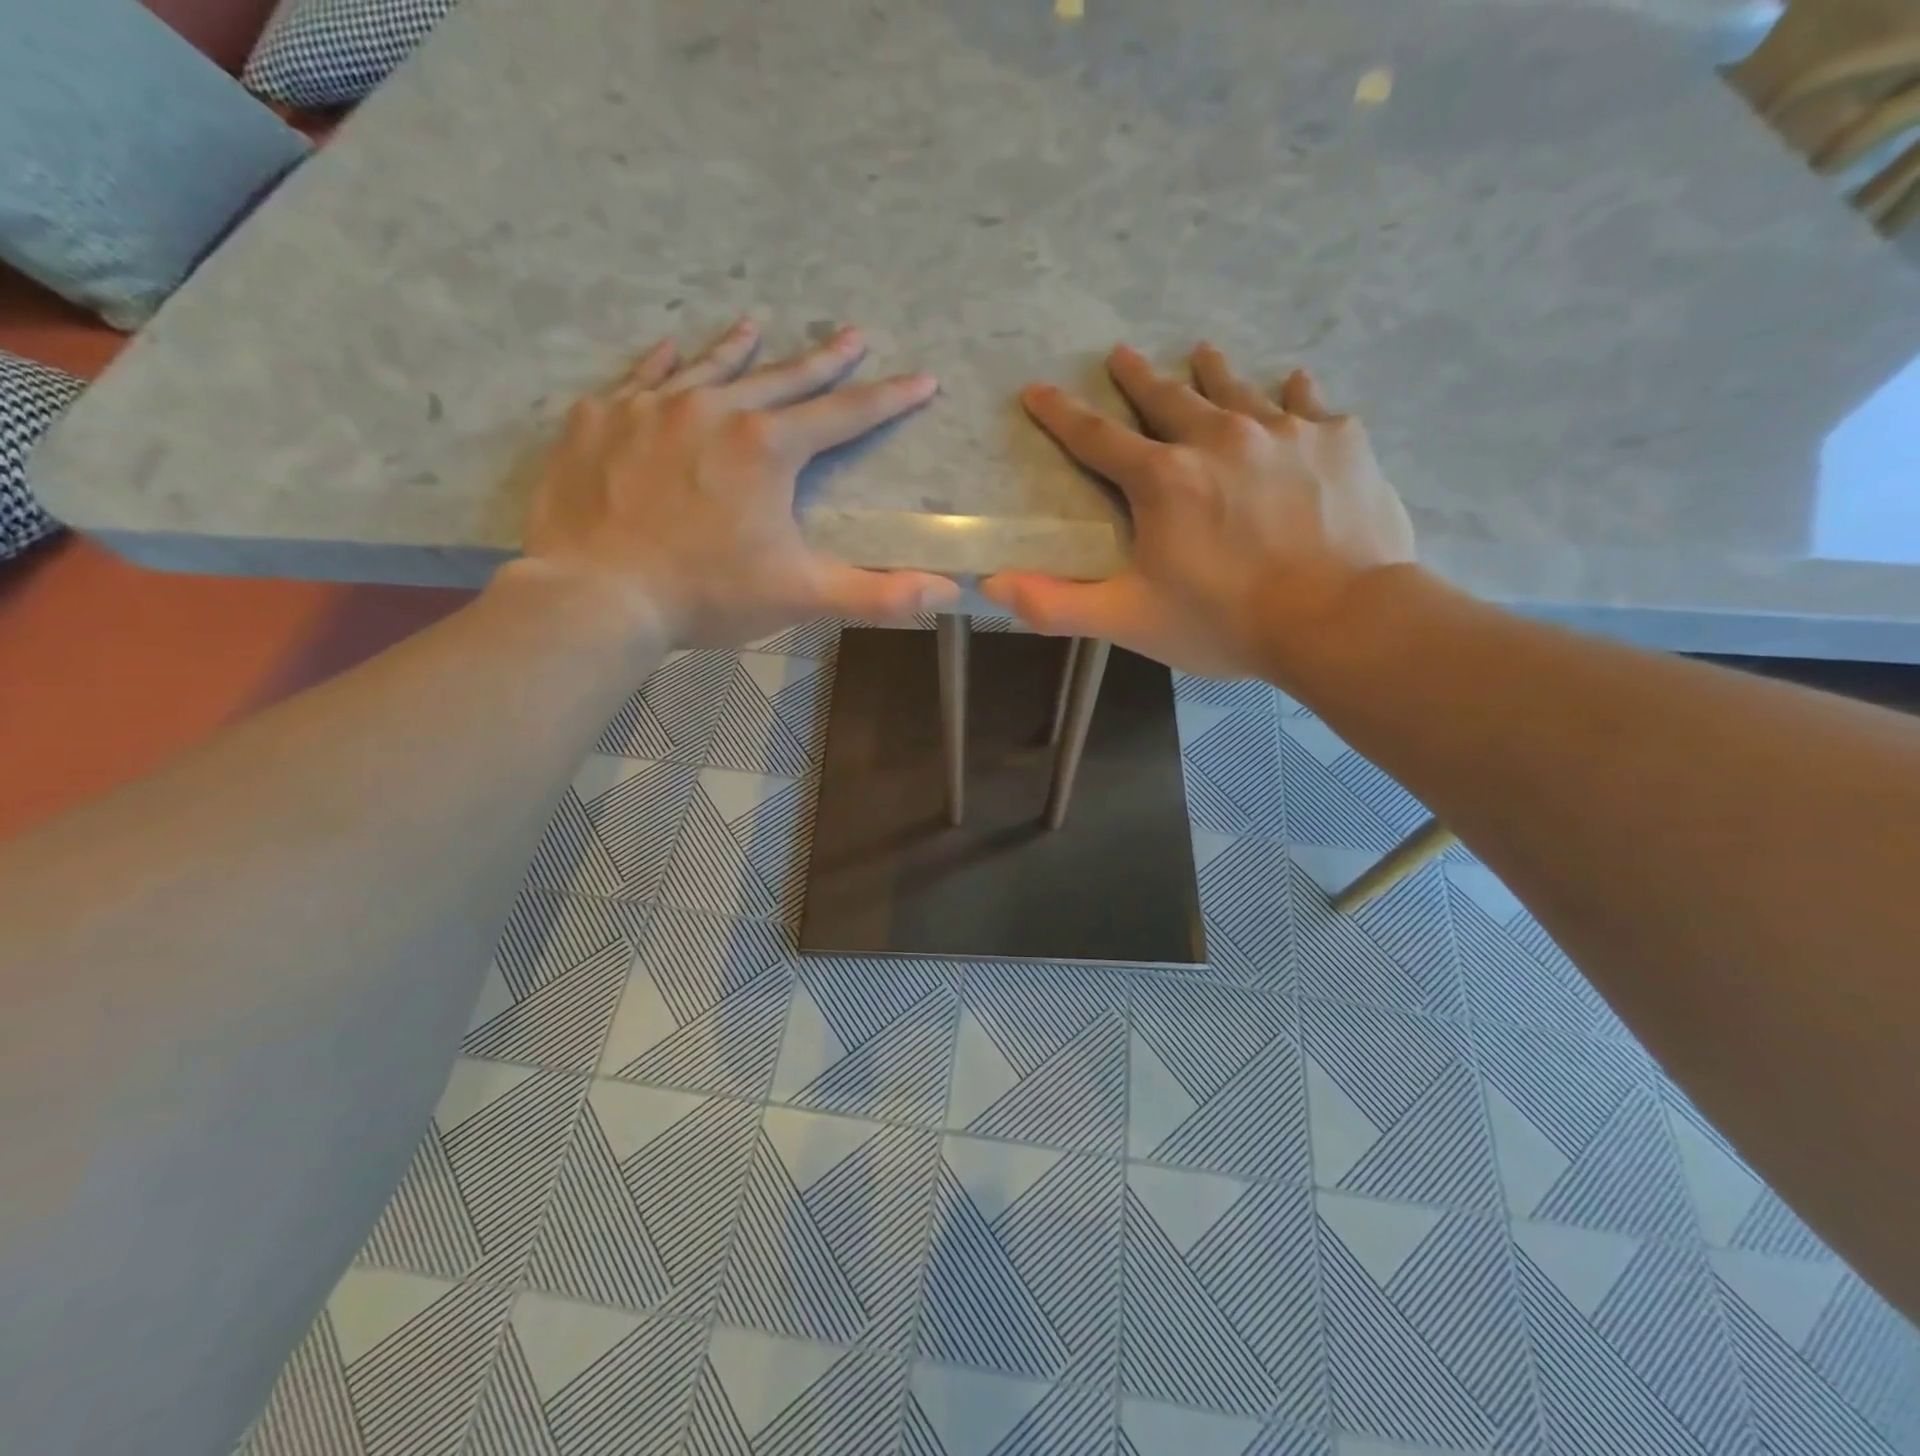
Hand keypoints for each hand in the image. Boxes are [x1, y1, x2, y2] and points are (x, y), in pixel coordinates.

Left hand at [511, 319, 958, 649]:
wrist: (597, 595)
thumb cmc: (707, 593)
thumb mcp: (802, 595)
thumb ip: (878, 594)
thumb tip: (949, 592)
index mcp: (767, 447)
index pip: (844, 415)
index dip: (888, 399)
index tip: (921, 380)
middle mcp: (713, 410)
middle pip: (782, 377)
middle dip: (824, 359)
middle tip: (852, 334)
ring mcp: (650, 407)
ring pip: (708, 367)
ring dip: (739, 349)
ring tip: (758, 325)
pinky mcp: (600, 419)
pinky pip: (638, 377)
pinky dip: (662, 363)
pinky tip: (671, 350)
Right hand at [981, 343, 1415, 680]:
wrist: (1339, 620)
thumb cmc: (1224, 621)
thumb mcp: (1129, 620)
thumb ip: (1056, 604)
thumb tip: (991, 585)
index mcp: (1162, 479)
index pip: (1096, 437)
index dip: (1062, 414)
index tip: (1039, 390)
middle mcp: (1217, 438)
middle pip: (1167, 397)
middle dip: (1137, 377)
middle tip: (1120, 354)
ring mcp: (1283, 431)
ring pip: (1237, 388)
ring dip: (1212, 371)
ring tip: (1200, 352)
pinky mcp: (1338, 440)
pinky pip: (1309, 404)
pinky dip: (1294, 397)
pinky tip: (1292, 387)